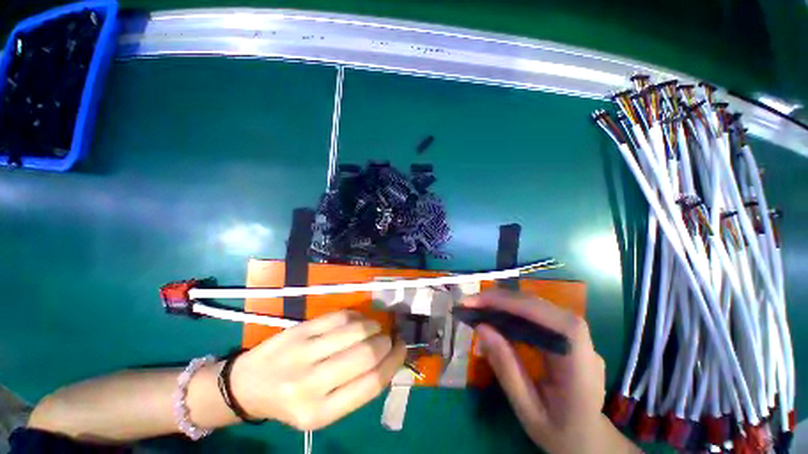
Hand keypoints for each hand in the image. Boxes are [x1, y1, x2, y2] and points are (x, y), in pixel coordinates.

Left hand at [229, 310, 405, 430]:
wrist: (249, 386)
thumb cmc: (292, 401)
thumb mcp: (324, 410)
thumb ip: (356, 388)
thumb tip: (388, 358)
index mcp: (320, 413)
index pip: (372, 383)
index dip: (394, 361)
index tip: (402, 348)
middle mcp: (310, 385)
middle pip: (366, 354)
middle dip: (386, 341)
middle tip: (388, 338)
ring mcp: (302, 353)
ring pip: (355, 330)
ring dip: (373, 326)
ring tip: (374, 329)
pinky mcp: (299, 331)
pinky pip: (339, 316)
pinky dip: (356, 316)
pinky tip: (357, 321)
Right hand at [464, 291, 640, 453]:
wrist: (589, 442)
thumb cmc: (559, 433)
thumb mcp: (527, 410)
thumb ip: (506, 369)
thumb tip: (481, 327)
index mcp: (581, 365)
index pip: (549, 319)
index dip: (513, 304)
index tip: (477, 303)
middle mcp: (584, 342)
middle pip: (541, 307)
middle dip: (502, 300)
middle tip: (470, 303)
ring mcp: (578, 336)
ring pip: (537, 306)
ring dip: (505, 303)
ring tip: (478, 307)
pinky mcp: (567, 334)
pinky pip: (537, 314)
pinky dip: (513, 310)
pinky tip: (497, 316)